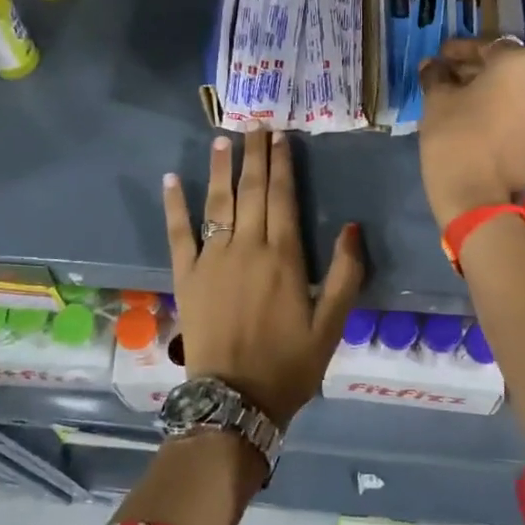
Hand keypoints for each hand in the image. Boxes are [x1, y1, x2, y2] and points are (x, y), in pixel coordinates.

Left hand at [163, 129, 366, 426]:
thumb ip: (346, 275)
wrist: (235, 400)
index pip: (283, 197)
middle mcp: (247, 247)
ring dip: (221, 169)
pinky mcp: (186, 275)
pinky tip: (172, 178)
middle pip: (252, 191)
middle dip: (255, 155)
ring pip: (218, 202)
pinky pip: (178, 233)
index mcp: (284, 257)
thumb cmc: (289, 364)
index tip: (281, 136)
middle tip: (255, 124)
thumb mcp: (331, 326)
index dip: (282, 164)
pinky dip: (174, 205)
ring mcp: (212, 258)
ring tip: (222, 139)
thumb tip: (352, 227)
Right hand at [417, 38, 524, 227]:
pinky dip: (501, 112)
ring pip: (516, 93)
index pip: (488, 46)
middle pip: (507, 69)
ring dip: (490, 92)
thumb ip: (436, 75)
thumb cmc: (456, 134)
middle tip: (447, 77)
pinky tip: (475, 120)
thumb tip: (432, 66)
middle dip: (477, 71)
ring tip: (460, 100)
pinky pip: (521, 115)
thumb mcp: (437, 99)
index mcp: (522, 63)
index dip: (460, 50)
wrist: (477, 195)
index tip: (440, 57)